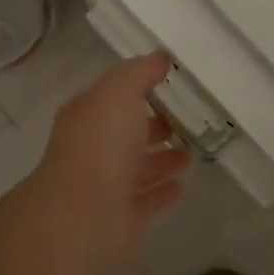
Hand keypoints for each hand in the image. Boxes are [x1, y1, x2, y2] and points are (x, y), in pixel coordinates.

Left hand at [25, 53, 190, 271]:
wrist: (84, 215)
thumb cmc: (100, 145)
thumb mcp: (119, 93)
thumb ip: (139, 73)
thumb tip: (160, 58)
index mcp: (87, 116)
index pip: (112, 97)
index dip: (136, 87)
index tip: (168, 82)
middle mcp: (93, 149)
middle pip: (125, 133)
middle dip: (151, 125)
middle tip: (183, 120)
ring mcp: (106, 185)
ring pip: (137, 167)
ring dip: (160, 160)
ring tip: (189, 154)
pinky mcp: (122, 217)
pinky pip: (146, 200)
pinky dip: (161, 192)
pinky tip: (181, 186)